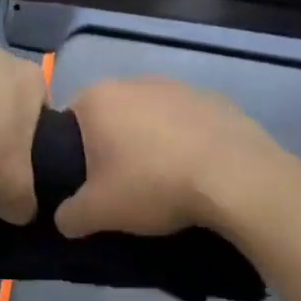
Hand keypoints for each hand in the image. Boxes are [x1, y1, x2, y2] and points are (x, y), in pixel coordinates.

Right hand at [55, 78, 288, 237]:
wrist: (235, 178)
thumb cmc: (153, 185)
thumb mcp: (99, 212)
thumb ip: (70, 215)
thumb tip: (65, 218)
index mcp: (98, 98)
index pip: (69, 120)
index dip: (72, 151)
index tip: (86, 180)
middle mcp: (134, 81)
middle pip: (112, 115)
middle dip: (113, 143)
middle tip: (122, 182)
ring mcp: (178, 86)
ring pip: (151, 115)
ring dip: (151, 140)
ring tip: (163, 178)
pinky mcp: (214, 98)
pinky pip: (187, 121)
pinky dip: (186, 140)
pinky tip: (195, 169)